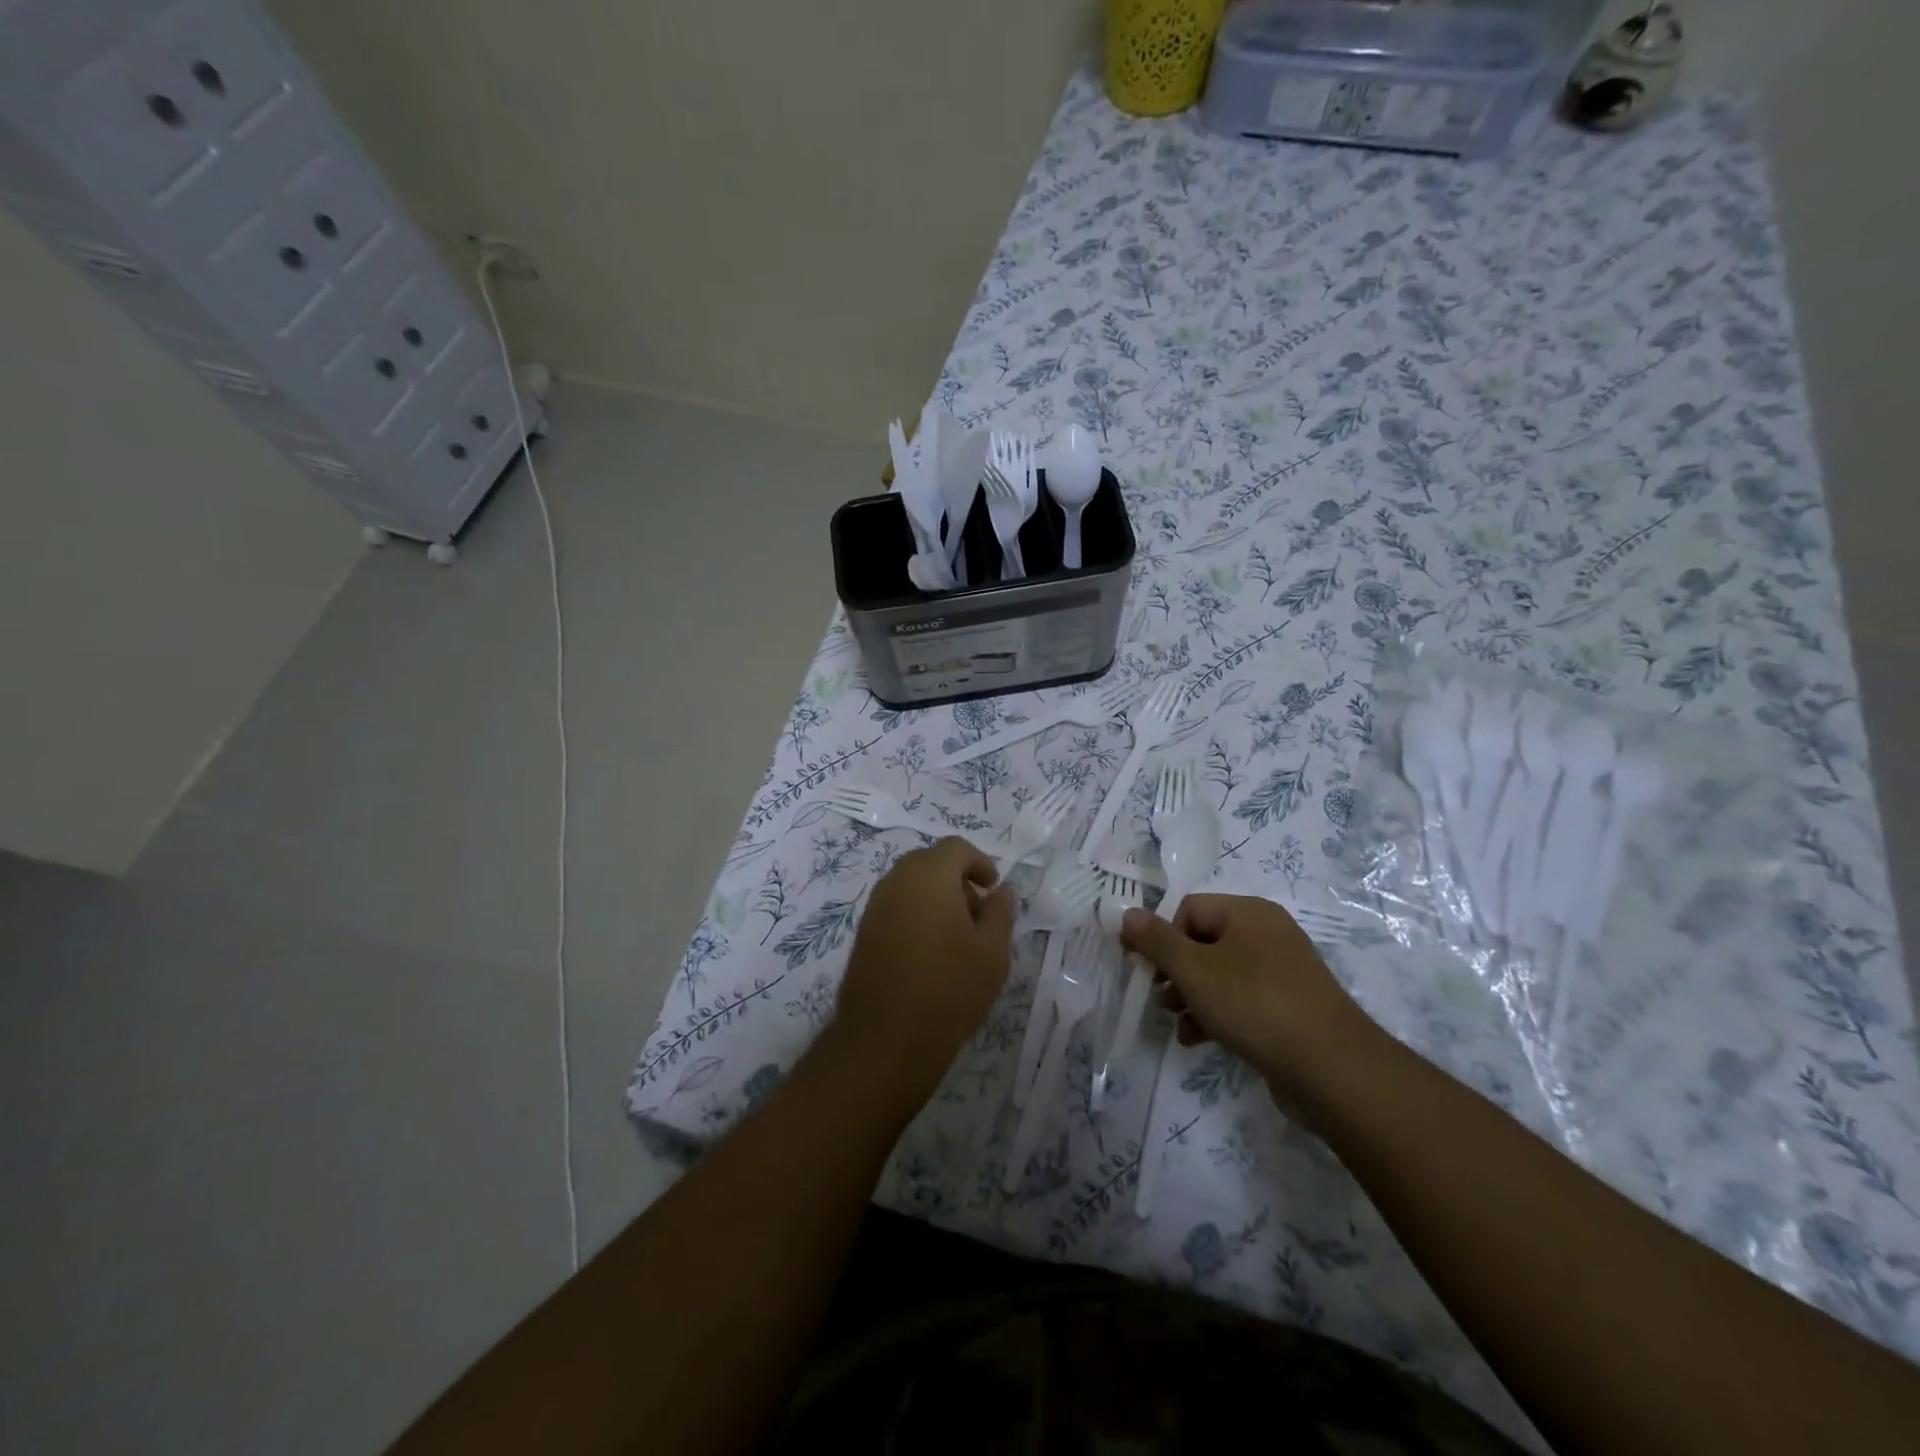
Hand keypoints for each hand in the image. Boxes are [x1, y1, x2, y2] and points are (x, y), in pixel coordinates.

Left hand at [831, 838, 1015, 1100]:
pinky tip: (930, 951)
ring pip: (910, 884)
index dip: (980, 863)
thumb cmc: (949, 990)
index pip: (956, 848)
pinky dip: (916, 913)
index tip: (993, 890)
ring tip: (957, 936)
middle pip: (930, 862)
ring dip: (935, 896)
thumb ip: (1000, 912)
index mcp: (929, 876)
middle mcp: (896, 881)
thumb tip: (1000, 892)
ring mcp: (875, 906)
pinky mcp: (863, 931)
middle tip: (978, 913)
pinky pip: (895, 905)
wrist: (885, 1039)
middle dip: (957, 879)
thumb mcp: (993, 952)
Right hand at [1120, 895, 1389, 1122]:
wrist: (1331, 1068)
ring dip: (1190, 996)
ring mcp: (1283, 972)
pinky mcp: (1290, 1007)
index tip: (1144, 970)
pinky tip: (1197, 1040)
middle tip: (1159, 999)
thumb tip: (1127, 913)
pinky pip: (1242, 1000)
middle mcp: (1268, 933)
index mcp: (1248, 912)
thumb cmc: (1254, 1004)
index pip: (1188, 909)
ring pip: (1220, 974)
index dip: (1161, 937)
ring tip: (1175, 1023)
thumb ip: (1156, 941)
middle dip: (1174, 971)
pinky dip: (1216, 1014)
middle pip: (1203, 941)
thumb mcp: (1193, 970)